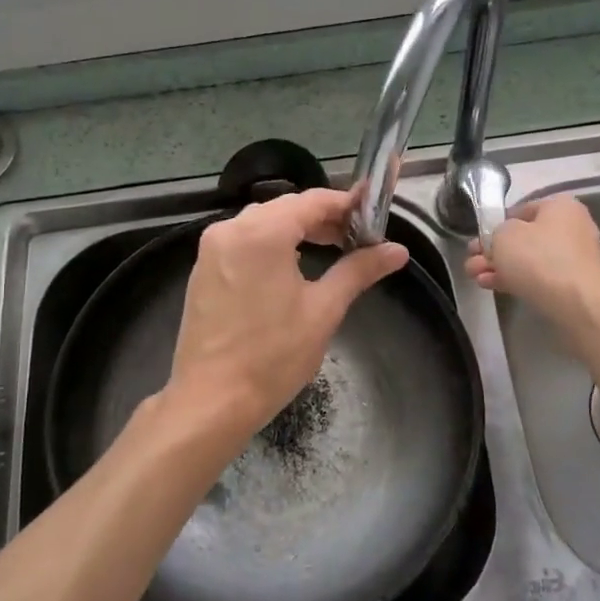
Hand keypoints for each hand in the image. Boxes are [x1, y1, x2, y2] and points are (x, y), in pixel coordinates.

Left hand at [166, 189, 408, 436]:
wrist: (211, 400)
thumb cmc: (273, 356)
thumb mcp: (323, 310)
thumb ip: (358, 271)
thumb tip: (397, 250)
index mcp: (262, 232)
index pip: (313, 201)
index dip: (347, 203)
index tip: (374, 214)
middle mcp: (231, 229)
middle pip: (286, 208)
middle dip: (323, 218)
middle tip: (358, 238)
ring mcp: (211, 249)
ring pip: (262, 223)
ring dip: (296, 230)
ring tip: (330, 250)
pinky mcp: (202, 269)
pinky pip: (242, 241)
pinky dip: (270, 244)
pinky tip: (291, 267)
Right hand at [465, 194, 599, 336]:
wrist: (578, 303)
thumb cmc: (539, 258)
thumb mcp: (504, 235)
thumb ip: (494, 233)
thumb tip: (499, 241)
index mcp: (560, 207)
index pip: (520, 210)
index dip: (495, 224)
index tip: (478, 240)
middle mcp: (571, 228)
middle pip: (522, 238)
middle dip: (492, 251)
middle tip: (471, 261)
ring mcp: (573, 258)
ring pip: (527, 259)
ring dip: (498, 267)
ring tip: (474, 276)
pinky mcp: (571, 284)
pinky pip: (537, 277)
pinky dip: (514, 279)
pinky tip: (490, 285)